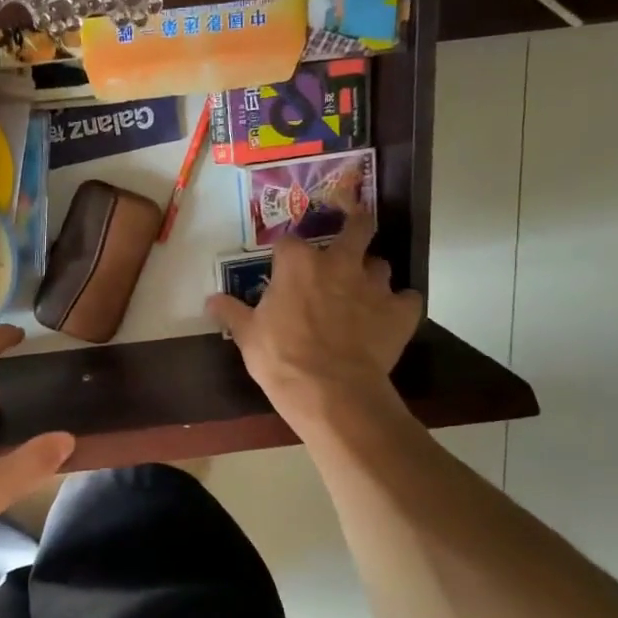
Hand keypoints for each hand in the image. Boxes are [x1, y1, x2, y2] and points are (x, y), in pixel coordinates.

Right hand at [205, 211, 423, 436]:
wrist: (330, 392)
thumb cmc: (280, 358)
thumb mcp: (247, 335)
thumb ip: (231, 312)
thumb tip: (210, 300)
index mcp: (298, 264)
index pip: (290, 242)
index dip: (287, 254)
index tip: (282, 267)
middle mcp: (339, 263)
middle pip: (358, 227)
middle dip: (356, 225)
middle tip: (351, 235)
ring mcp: (374, 286)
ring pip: (381, 264)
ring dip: (372, 273)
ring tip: (363, 291)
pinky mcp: (400, 312)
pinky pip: (408, 299)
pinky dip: (400, 305)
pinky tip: (390, 317)